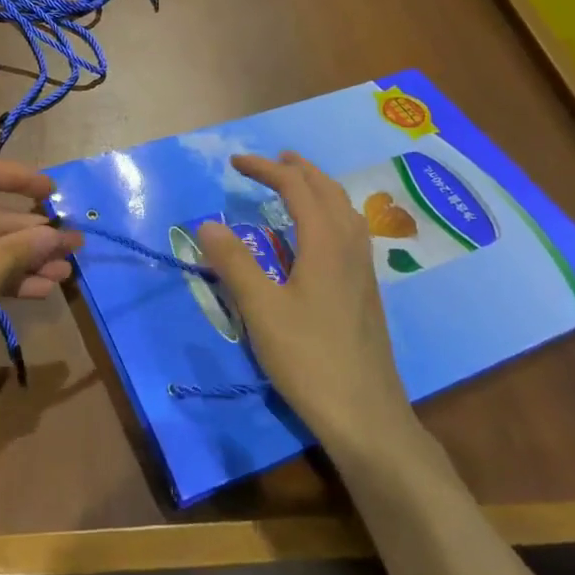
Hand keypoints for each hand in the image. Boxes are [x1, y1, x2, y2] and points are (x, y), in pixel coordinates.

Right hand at [196, 151, 410, 453]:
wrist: (365, 414)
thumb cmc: (309, 358)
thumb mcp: (261, 310)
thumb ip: (234, 263)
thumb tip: (208, 224)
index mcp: (325, 242)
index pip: (296, 187)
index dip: (266, 169)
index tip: (235, 163)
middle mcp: (350, 246)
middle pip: (328, 190)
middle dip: (298, 169)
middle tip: (271, 160)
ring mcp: (363, 269)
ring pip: (345, 209)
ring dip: (318, 188)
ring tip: (296, 185)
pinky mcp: (366, 290)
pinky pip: (350, 230)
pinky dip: (330, 212)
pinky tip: (319, 234)